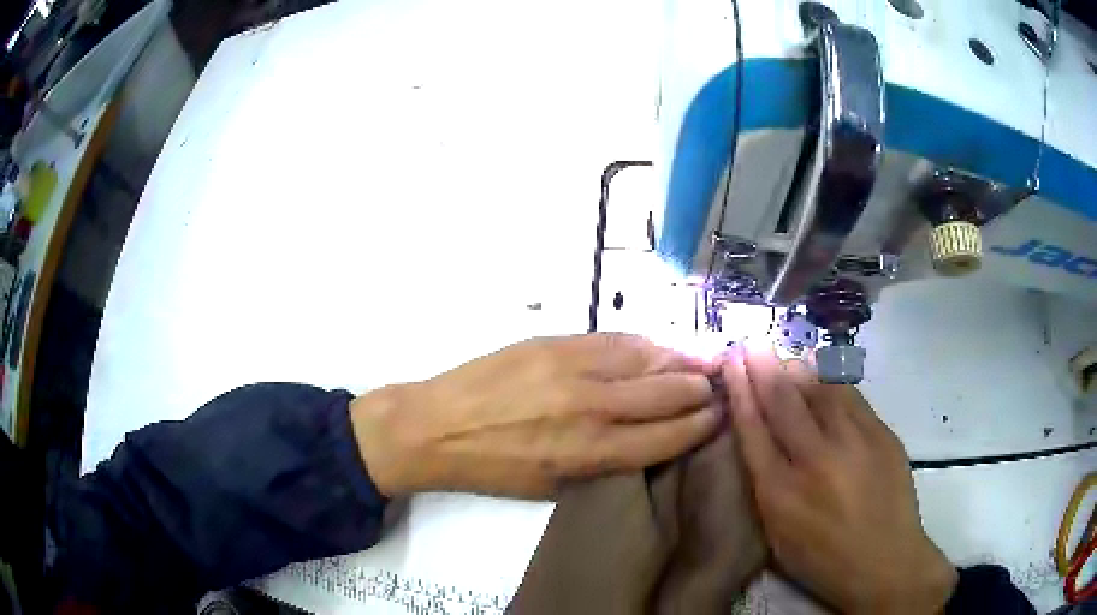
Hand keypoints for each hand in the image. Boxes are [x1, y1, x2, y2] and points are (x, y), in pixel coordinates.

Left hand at [350, 334, 721, 498]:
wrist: (436, 426)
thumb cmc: (493, 468)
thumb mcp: (553, 485)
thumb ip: (605, 463)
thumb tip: (648, 440)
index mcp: (591, 453)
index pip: (667, 436)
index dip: (700, 425)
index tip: (718, 417)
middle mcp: (592, 408)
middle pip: (667, 393)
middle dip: (699, 391)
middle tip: (715, 389)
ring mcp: (573, 368)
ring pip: (647, 358)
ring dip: (680, 362)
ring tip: (698, 364)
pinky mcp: (555, 342)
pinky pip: (615, 339)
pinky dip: (644, 345)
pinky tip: (657, 349)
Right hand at [722, 347, 956, 613]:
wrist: (885, 561)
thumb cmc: (823, 559)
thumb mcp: (778, 537)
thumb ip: (766, 487)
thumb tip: (760, 440)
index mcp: (780, 493)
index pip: (753, 429)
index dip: (740, 391)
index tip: (731, 363)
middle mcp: (814, 460)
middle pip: (783, 401)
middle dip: (762, 366)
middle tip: (750, 343)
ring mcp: (853, 442)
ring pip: (819, 389)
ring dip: (797, 367)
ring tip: (784, 354)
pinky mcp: (881, 434)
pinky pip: (850, 396)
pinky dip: (831, 381)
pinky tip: (822, 372)